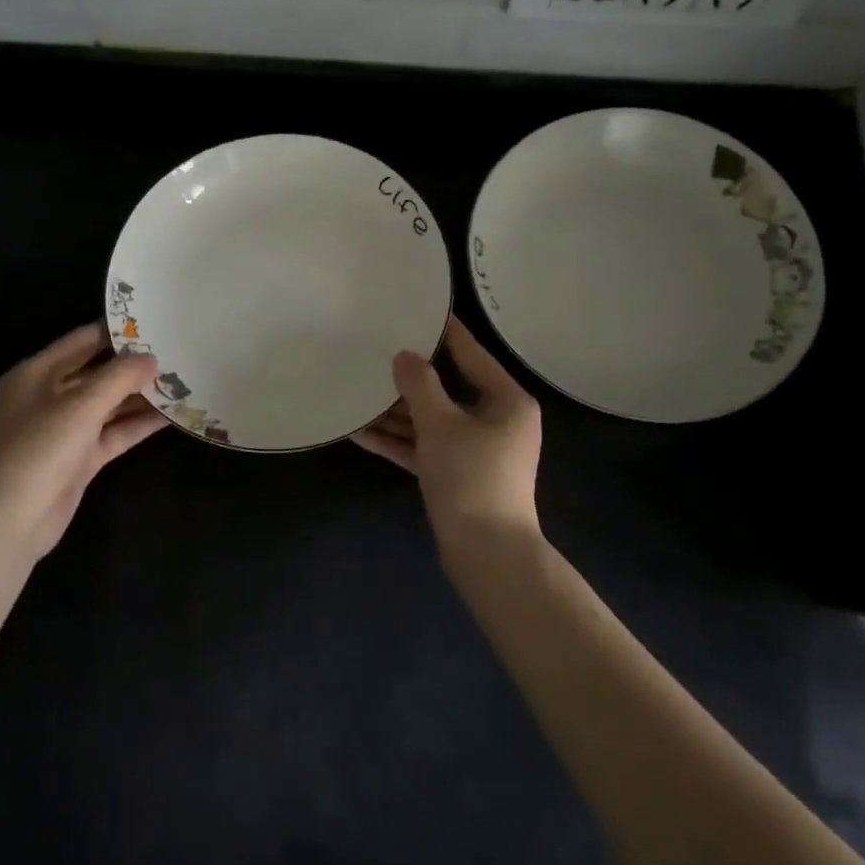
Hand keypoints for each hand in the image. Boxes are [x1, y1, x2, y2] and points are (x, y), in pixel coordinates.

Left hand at [0, 323, 167, 562]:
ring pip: (109, 404)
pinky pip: (114, 432)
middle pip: (98, 372)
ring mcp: (65, 429)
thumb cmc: (39, 449)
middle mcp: (49, 396)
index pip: (82, 341)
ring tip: (183, 381)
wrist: (12, 520)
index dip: (117, 332)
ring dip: (142, 396)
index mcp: (37, 373)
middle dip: (135, 366)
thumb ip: (120, 376)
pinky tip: (172, 415)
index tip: (155, 323)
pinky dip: (138, 424)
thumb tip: (152, 358)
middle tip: (177, 352)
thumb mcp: (81, 405)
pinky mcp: (80, 457)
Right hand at [351, 315, 541, 547]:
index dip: (445, 332)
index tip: (419, 310)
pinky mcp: (458, 476)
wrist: (487, 554)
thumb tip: (405, 356)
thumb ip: (420, 385)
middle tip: (376, 352)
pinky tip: (360, 433)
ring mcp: (477, 451)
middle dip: (409, 378)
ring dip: (397, 413)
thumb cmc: (472, 476)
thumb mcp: (441, 424)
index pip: (472, 354)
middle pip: (447, 389)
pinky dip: (399, 441)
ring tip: (358, 393)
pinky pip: (426, 448)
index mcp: (507, 401)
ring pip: (432, 421)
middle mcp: (496, 421)